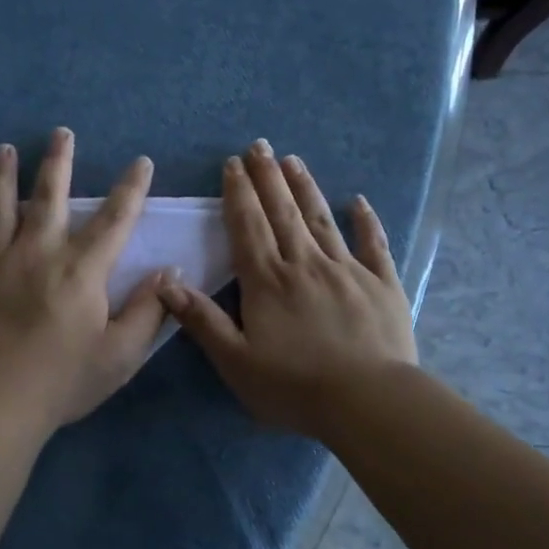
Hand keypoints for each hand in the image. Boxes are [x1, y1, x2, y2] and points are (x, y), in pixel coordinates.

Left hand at [0, 128, 167, 433]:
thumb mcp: (121, 354)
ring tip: (4, 150)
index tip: (140, 162)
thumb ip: (148, 311)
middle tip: (61, 132)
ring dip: (2, 176)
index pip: (114, 219)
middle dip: (58, 162)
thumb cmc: (64, 380)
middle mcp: (38, 253)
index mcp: (81, 269)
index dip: (131, 189)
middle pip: (50, 197)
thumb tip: (169, 272)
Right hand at [159, 140, 416, 438]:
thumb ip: (203, 321)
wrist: (367, 402)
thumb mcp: (236, 361)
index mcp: (268, 281)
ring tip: (293, 161)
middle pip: (283, 213)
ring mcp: (348, 270)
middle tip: (260, 146)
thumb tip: (165, 283)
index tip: (233, 164)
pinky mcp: (382, 284)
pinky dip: (366, 221)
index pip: (248, 227)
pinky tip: (359, 201)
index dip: (238, 194)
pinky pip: (373, 244)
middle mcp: (306, 264)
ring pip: (322, 219)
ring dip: (306, 188)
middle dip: (269, 177)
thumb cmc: (294, 387)